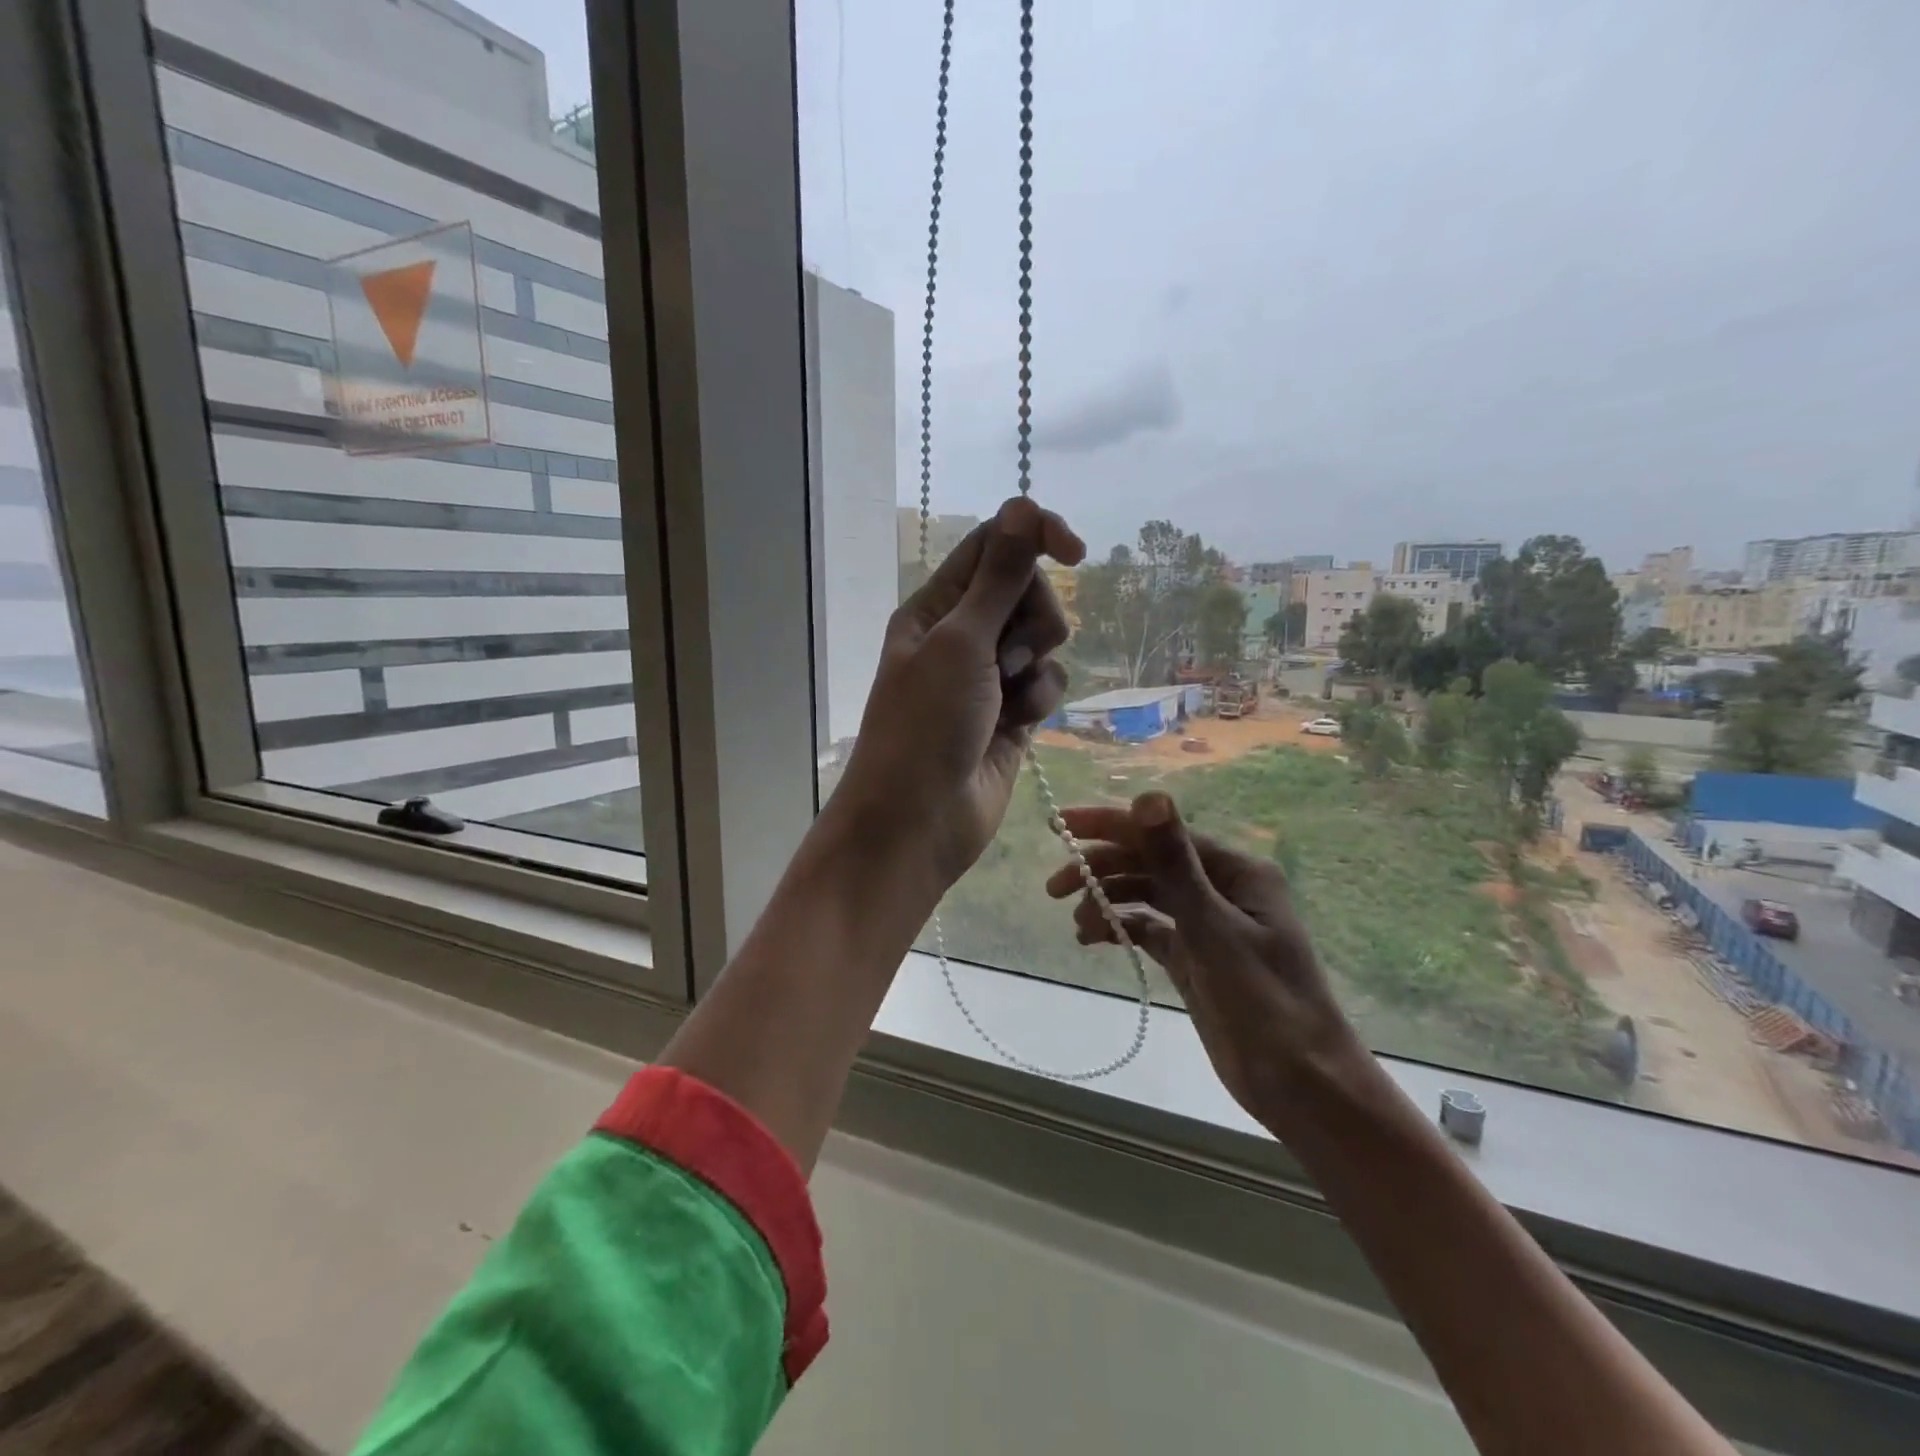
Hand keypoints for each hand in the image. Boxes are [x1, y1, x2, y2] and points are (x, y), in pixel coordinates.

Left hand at [827, 497, 1084, 901]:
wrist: (919, 821)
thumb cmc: (926, 725)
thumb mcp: (961, 643)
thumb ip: (999, 578)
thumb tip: (1023, 506)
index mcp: (936, 607)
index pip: (994, 546)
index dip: (1035, 537)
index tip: (1075, 552)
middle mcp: (962, 635)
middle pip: (1027, 591)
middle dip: (1033, 618)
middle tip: (1009, 655)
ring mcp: (989, 677)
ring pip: (1043, 640)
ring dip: (1037, 664)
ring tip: (1009, 695)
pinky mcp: (1013, 714)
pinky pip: (1047, 683)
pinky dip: (1040, 699)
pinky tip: (1020, 724)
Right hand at [1045, 792, 1361, 1123]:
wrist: (1302, 1087)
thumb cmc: (1264, 1002)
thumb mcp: (1213, 928)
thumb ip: (1175, 862)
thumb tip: (1148, 795)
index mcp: (1235, 870)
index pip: (1160, 833)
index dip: (1108, 825)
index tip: (1060, 826)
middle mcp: (1220, 888)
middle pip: (1148, 863)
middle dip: (1101, 869)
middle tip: (1054, 887)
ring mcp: (1207, 924)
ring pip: (1146, 895)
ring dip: (1108, 900)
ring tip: (1078, 924)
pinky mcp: (1195, 958)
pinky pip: (1149, 929)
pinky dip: (1121, 928)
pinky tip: (1094, 938)